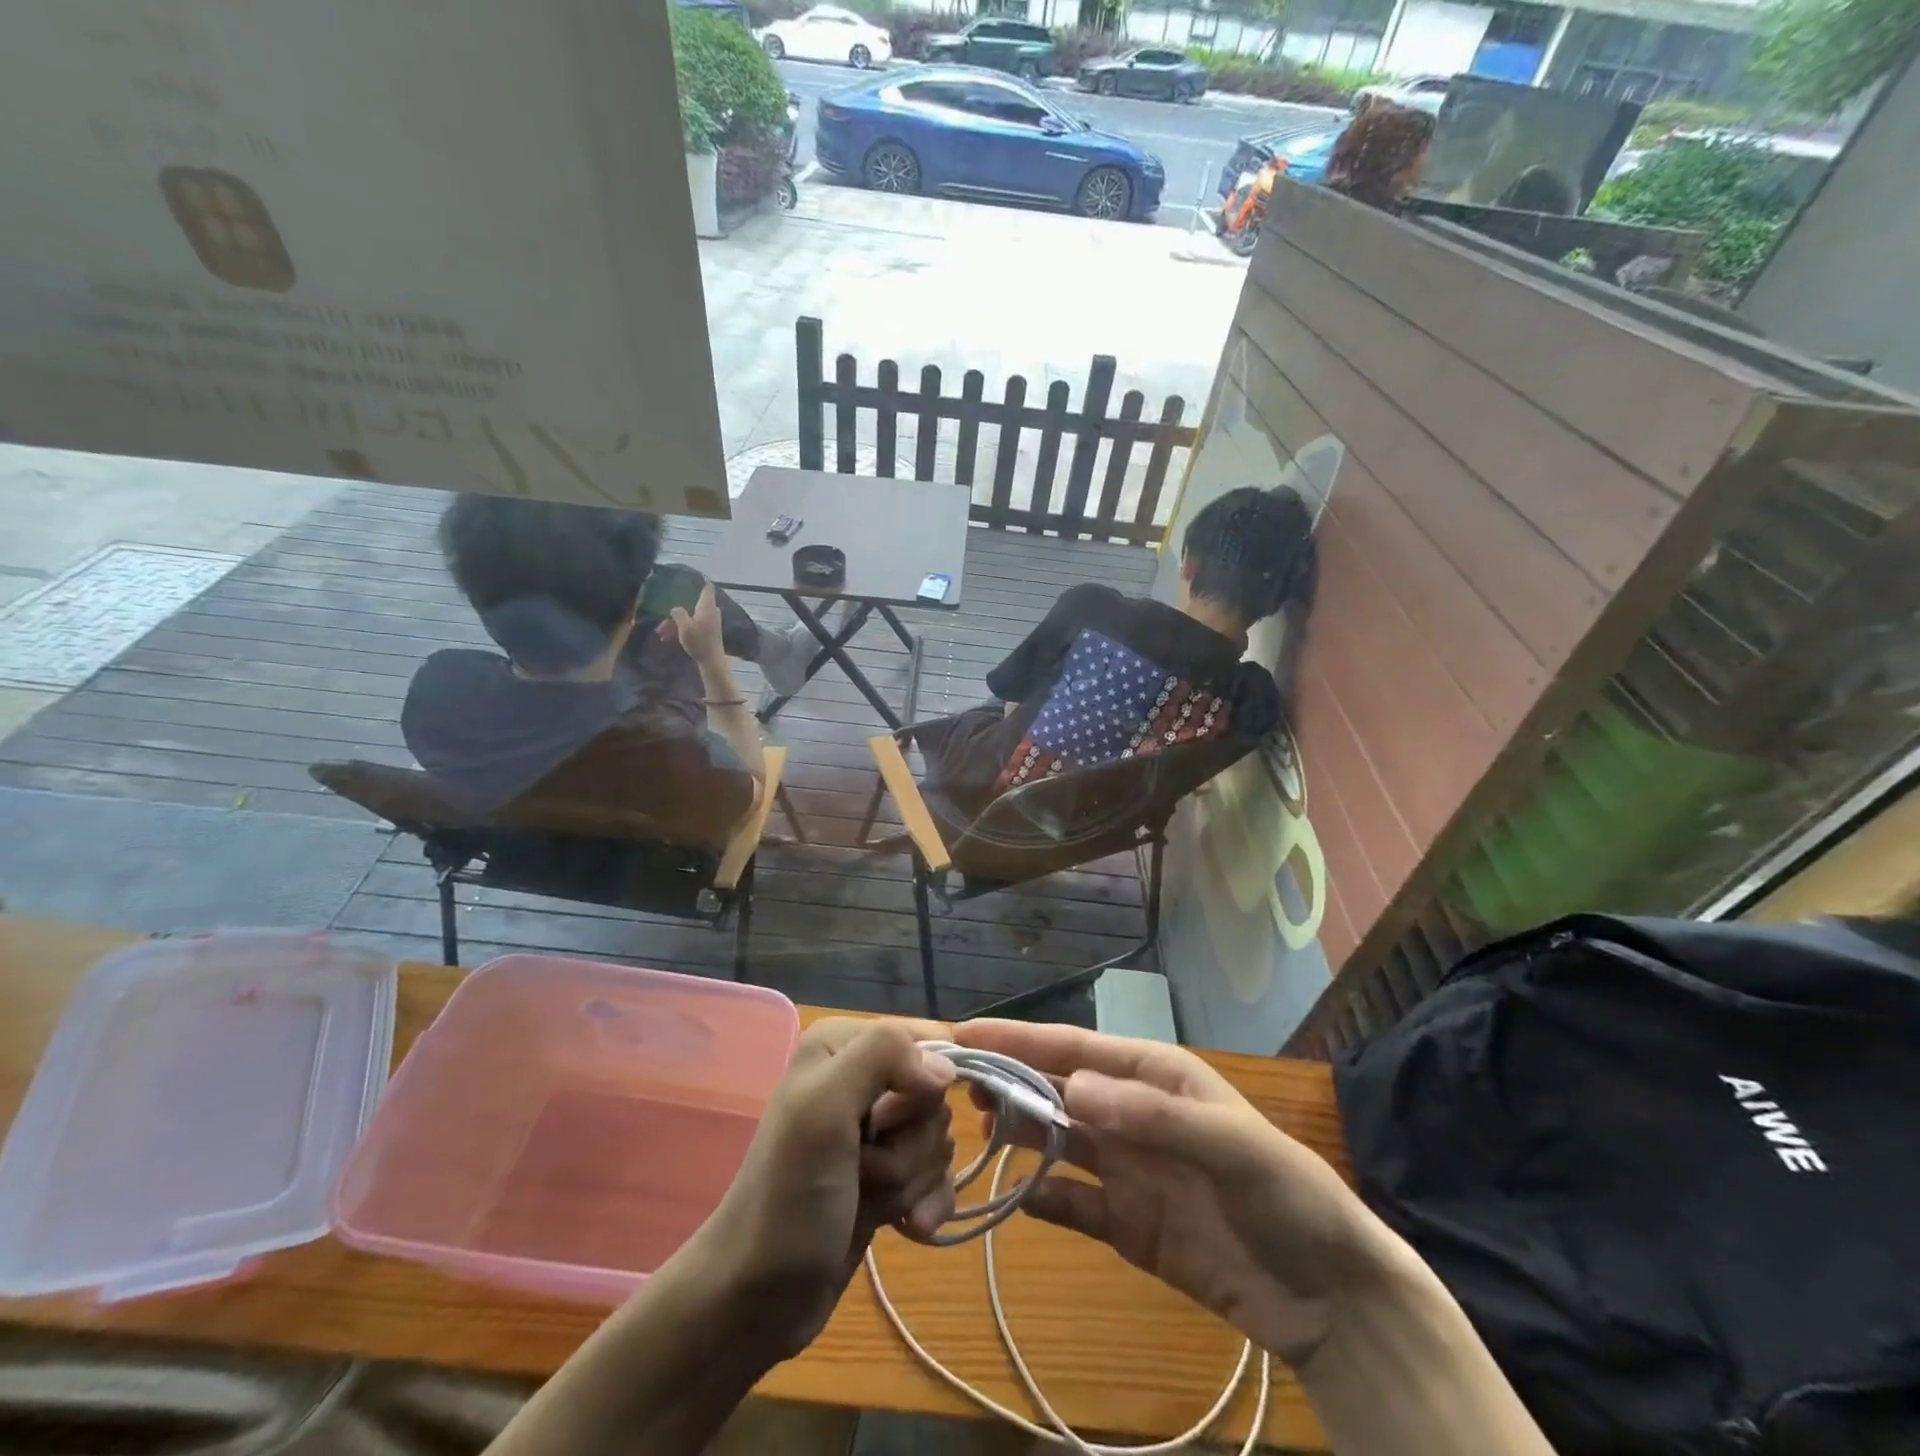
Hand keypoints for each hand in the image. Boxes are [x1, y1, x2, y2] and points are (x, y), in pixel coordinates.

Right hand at [661, 581, 725, 666]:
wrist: (711, 661)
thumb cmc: (699, 641)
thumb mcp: (684, 626)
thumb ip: (678, 613)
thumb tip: (676, 608)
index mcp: (707, 606)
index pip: (707, 587)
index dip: (701, 579)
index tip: (694, 574)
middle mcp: (710, 612)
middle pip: (692, 604)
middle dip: (676, 611)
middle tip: (662, 618)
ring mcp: (710, 622)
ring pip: (689, 617)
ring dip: (675, 623)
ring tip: (661, 633)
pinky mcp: (707, 632)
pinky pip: (692, 625)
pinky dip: (681, 629)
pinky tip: (668, 638)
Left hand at [679, 1018, 957, 1362]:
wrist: (756, 1302)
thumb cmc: (787, 1198)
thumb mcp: (823, 1109)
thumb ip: (882, 1058)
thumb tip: (946, 1067)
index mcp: (843, 1045)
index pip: (926, 1038)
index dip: (928, 1083)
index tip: (891, 1124)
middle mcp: (861, 1077)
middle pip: (933, 1096)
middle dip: (909, 1142)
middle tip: (862, 1168)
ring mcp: (875, 1130)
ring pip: (937, 1137)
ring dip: (911, 1177)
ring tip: (867, 1199)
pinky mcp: (887, 1174)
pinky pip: (939, 1174)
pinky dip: (929, 1201)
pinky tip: (907, 1227)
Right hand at [952, 1021, 1388, 1366]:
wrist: (1329, 1297)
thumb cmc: (1284, 1195)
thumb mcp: (1230, 1145)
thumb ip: (1153, 1115)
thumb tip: (1072, 1086)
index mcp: (1152, 1076)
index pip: (1073, 1048)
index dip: (1018, 1038)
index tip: (963, 1034)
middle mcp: (1130, 1113)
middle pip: (1055, 1088)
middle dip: (1007, 1080)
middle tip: (954, 1085)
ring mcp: (1125, 1169)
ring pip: (1055, 1140)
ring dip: (1017, 1132)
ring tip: (974, 1132)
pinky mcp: (1126, 1224)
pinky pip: (1071, 1204)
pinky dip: (1040, 1198)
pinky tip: (1014, 1199)